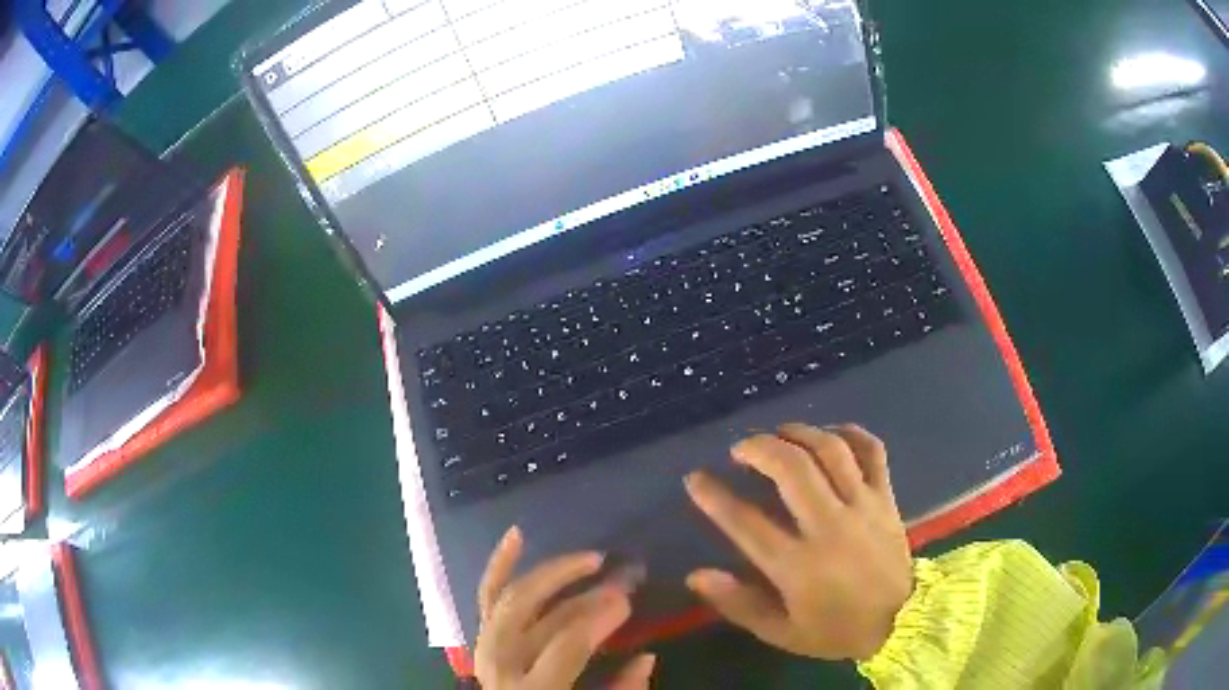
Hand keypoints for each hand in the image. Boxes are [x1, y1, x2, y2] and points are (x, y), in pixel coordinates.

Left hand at [474, 527, 655, 688]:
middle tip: (618, 579)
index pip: (566, 643)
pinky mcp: (482, 637)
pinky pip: (486, 595)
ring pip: (511, 597)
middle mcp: (501, 663)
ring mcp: (485, 647)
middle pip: (537, 615)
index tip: (628, 600)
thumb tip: (647, 657)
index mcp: (533, 688)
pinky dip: (500, 564)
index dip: (598, 618)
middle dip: (581, 594)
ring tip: (589, 558)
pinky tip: (517, 535)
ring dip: (551, 573)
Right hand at [684, 424, 912, 660]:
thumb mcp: (781, 633)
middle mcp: (829, 527)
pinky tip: (830, 433)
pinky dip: (850, 433)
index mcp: (798, 565)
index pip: (745, 522)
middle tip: (740, 449)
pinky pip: (872, 450)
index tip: (695, 479)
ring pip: (830, 450)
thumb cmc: (835, 631)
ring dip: (798, 433)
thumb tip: (696, 575)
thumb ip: (738, 604)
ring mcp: (862, 506)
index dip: (714, 496)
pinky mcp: (886, 497)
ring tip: (779, 434)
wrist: (900, 621)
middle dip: (758, 448)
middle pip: (791, 469)